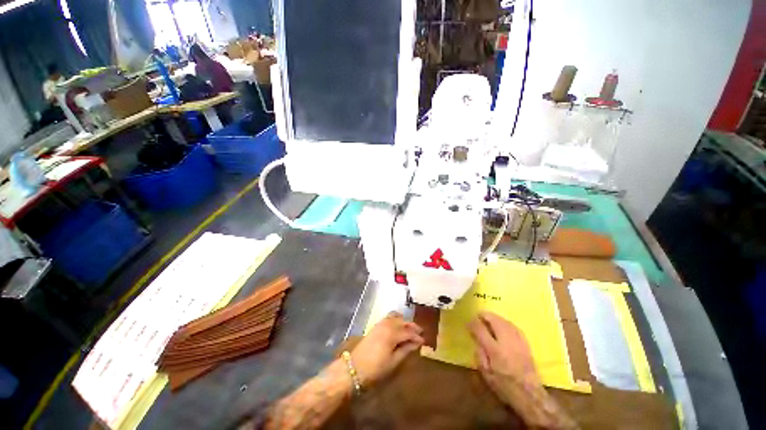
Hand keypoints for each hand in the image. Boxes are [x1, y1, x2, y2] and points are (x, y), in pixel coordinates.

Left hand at [350, 312, 423, 385]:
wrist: (354, 368)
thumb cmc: (375, 368)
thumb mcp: (393, 362)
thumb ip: (405, 350)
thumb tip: (416, 343)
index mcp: (392, 333)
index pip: (408, 332)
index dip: (417, 336)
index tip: (424, 341)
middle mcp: (387, 325)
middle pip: (403, 322)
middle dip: (412, 326)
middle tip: (420, 332)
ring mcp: (380, 324)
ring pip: (396, 318)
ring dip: (404, 321)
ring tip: (411, 328)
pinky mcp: (376, 326)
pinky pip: (389, 318)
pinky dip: (396, 319)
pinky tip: (398, 325)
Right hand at [469, 312, 540, 404]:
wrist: (529, 393)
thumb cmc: (504, 385)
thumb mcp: (485, 373)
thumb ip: (479, 353)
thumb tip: (476, 338)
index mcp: (494, 349)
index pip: (480, 328)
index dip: (472, 323)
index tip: (468, 324)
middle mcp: (506, 341)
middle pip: (493, 319)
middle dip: (483, 316)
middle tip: (478, 319)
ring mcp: (517, 340)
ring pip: (503, 320)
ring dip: (494, 318)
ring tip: (488, 322)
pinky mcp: (525, 341)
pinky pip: (512, 325)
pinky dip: (504, 323)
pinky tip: (501, 327)